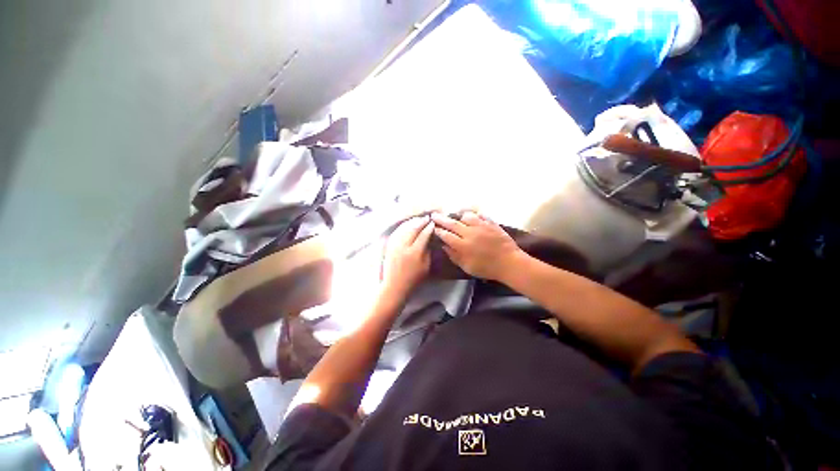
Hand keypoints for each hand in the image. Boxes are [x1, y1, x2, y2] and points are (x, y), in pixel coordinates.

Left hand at [381, 216, 434, 299]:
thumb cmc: (414, 278)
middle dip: (421, 222)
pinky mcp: (389, 246)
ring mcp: (395, 245)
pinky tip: (407, 224)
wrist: (395, 285)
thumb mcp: (426, 266)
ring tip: (419, 219)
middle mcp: (404, 246)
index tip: (433, 223)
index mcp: (415, 252)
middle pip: (413, 229)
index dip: (429, 228)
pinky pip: (396, 232)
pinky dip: (403, 227)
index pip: (423, 235)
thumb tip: (429, 239)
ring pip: (404, 229)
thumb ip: (428, 251)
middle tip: (427, 218)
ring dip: (412, 222)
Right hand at [431, 211, 523, 280]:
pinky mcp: (491, 223)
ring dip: (458, 216)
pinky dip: (474, 214)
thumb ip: (454, 256)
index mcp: (463, 245)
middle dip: (441, 219)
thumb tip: (444, 246)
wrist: (509, 263)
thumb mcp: (467, 267)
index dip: (438, 231)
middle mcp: (470, 233)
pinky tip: (472, 216)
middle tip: (434, 215)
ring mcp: (481, 226)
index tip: (433, 227)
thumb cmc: (487, 268)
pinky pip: (480, 215)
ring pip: (466, 216)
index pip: (446, 235)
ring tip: (456, 216)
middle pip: (452, 223)